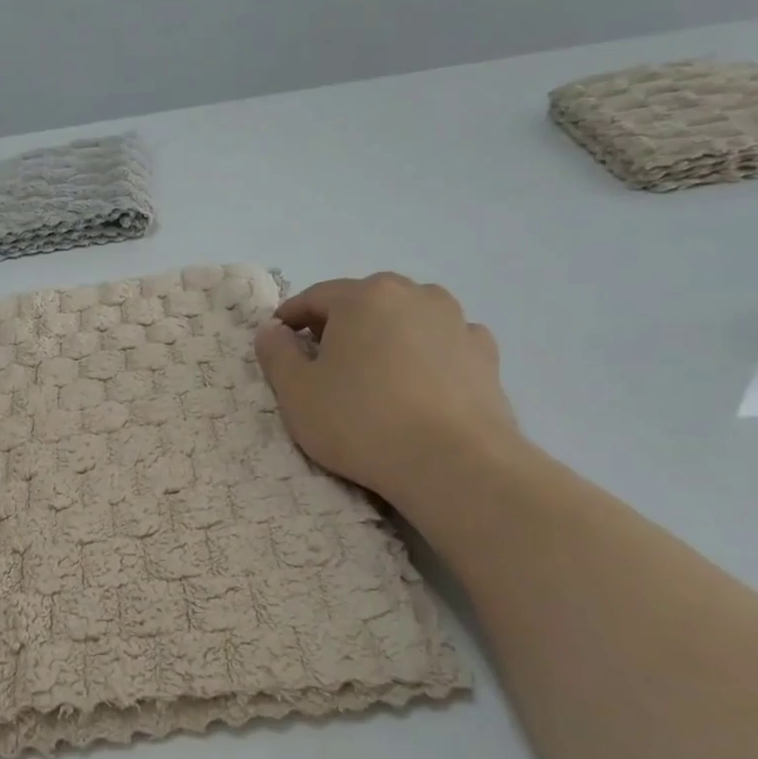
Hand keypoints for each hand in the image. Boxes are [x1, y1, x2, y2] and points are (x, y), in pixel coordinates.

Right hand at [253, 273, 521, 505]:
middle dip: (339, 326)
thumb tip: (271, 330)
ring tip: (374, 374)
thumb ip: (277, 354)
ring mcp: (455, 321)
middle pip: (363, 303)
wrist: (452, 463)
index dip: (291, 318)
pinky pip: (442, 343)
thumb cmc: (360, 422)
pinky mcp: (485, 354)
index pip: (315, 297)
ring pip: (406, 319)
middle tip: (323, 362)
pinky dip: (425, 355)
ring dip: (385, 336)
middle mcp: (414, 294)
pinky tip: (418, 385)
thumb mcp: (297, 393)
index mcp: (363, 297)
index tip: (278, 341)